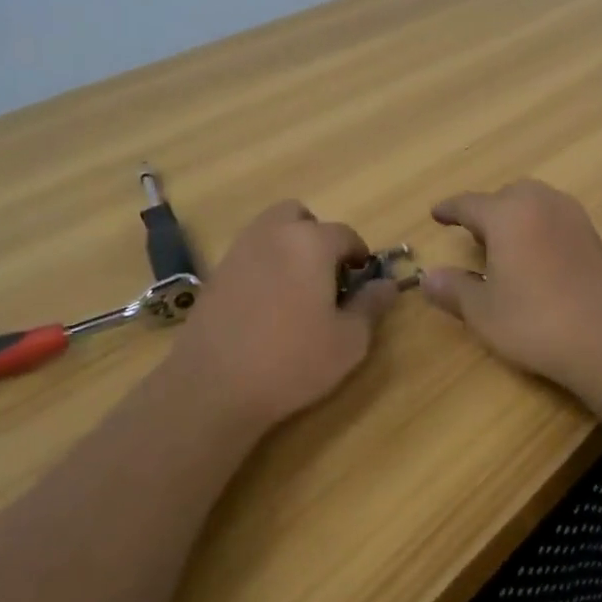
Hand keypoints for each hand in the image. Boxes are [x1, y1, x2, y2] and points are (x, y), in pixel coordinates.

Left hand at [160, 200, 395, 429]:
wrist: (214, 385)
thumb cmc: (292, 361)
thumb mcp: (349, 341)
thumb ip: (371, 306)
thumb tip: (387, 285)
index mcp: (311, 243)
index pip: (345, 234)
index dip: (359, 255)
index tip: (361, 282)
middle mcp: (273, 234)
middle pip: (299, 217)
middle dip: (317, 237)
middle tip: (325, 276)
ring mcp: (239, 250)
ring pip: (270, 230)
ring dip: (288, 247)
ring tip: (296, 289)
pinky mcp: (216, 273)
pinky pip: (249, 253)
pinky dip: (263, 264)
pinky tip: (266, 304)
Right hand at [420, 180, 601, 396]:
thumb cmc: (536, 322)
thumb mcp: (483, 311)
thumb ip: (453, 290)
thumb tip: (427, 278)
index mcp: (507, 214)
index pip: (469, 203)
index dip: (449, 210)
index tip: (436, 214)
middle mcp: (540, 204)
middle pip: (507, 195)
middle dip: (487, 210)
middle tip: (472, 234)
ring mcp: (573, 217)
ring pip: (535, 203)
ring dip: (516, 216)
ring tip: (504, 246)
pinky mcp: (595, 237)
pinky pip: (556, 219)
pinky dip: (539, 228)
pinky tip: (536, 259)